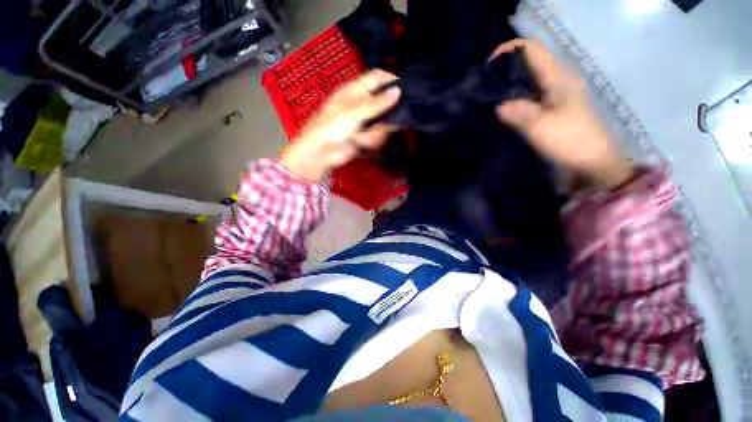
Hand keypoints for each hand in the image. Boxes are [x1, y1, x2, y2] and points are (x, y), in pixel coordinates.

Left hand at [280, 70, 400, 182]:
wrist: (322, 153)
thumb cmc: (332, 127)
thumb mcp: (354, 112)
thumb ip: (377, 103)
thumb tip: (398, 91)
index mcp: (356, 89)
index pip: (378, 77)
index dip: (392, 80)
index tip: (408, 88)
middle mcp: (363, 103)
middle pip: (384, 102)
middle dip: (388, 113)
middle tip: (392, 120)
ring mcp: (365, 120)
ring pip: (383, 122)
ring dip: (376, 133)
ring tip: (361, 138)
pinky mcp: (366, 135)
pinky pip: (377, 136)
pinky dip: (372, 141)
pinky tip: (361, 144)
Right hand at [492, 39, 634, 188]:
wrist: (591, 164)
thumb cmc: (571, 142)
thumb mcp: (542, 126)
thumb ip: (519, 113)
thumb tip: (498, 105)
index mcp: (558, 78)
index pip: (532, 50)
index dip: (509, 51)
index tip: (488, 66)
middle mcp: (555, 81)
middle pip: (527, 64)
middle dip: (505, 70)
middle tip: (483, 85)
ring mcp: (553, 96)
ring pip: (526, 81)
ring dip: (507, 86)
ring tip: (487, 97)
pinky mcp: (548, 110)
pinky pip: (526, 97)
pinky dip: (512, 100)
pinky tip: (500, 110)